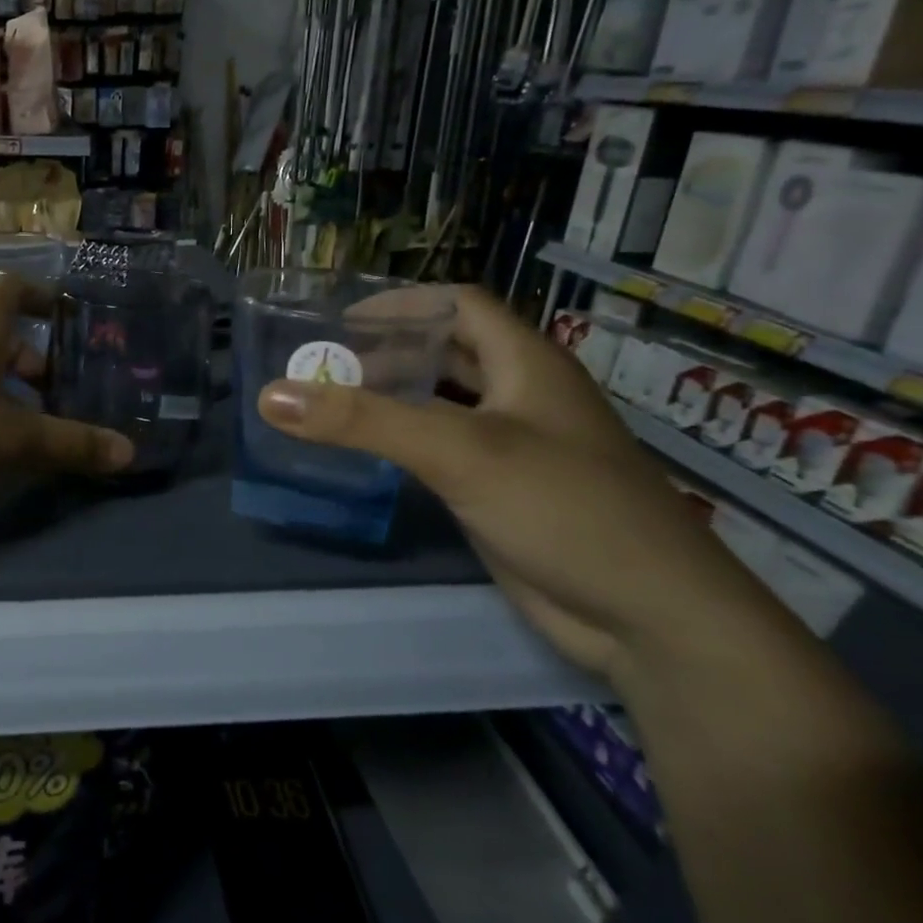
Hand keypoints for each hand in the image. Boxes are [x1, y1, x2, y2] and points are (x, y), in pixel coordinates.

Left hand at [0, 272, 133, 499]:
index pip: (13, 288)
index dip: (44, 297)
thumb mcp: (9, 439)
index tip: (71, 318)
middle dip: (35, 363)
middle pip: (1, 334)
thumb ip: (70, 443)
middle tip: (63, 398)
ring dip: (8, 390)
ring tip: (33, 429)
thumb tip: (130, 452)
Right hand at [257, 286, 764, 678]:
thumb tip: (271, 394)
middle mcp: (522, 396)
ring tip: (329, 402)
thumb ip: (363, 421)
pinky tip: (365, 455)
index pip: (458, 305)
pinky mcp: (503, 493)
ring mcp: (515, 447)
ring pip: (443, 403)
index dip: (401, 303)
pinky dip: (404, 442)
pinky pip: (443, 451)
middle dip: (386, 351)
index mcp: (527, 363)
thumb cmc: (564, 509)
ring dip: (392, 398)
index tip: (338, 319)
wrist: (652, 619)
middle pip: (447, 352)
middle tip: (320, 363)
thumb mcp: (458, 452)